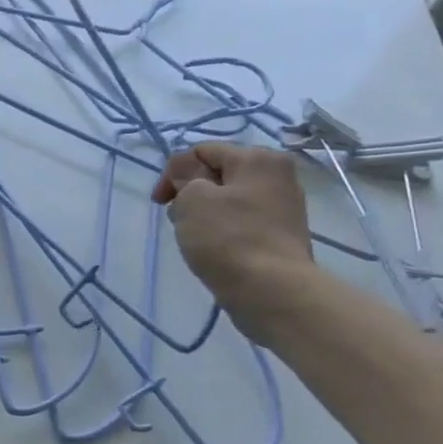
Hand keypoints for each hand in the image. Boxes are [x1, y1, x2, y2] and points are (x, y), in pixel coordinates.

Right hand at [152, 143, 315, 342]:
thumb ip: (184, 176)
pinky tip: (214, 250)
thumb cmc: (228, 238)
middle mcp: (277, 176)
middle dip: (190, 193)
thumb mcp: (192, 198)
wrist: (272, 292)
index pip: (202, 152)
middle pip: (217, 175)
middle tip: (178, 220)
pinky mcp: (280, 235)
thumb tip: (189, 174)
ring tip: (195, 239)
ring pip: (227, 200)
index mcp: (258, 158)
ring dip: (204, 214)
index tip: (160, 202)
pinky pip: (241, 223)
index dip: (173, 173)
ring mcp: (283, 207)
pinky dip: (222, 231)